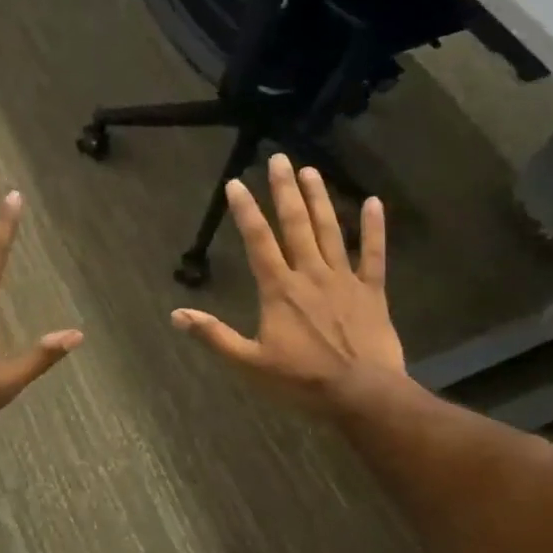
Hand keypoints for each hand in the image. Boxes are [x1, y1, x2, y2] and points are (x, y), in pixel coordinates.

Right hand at [171, 154, 408, 413]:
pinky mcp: (372, 291)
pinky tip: (375, 202)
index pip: (258, 241)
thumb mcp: (249, 363)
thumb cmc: (302, 381)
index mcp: (279, 289)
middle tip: (278, 158)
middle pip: (295, 225)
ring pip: (331, 231)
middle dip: (284, 190)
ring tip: (310, 171)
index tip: (236, 183)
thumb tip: (177, 314)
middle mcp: (310, 274)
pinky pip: (374, 254)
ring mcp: (344, 280)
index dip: (245, 211)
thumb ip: (214, 335)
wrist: (362, 394)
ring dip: (320, 199)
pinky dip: (375, 228)